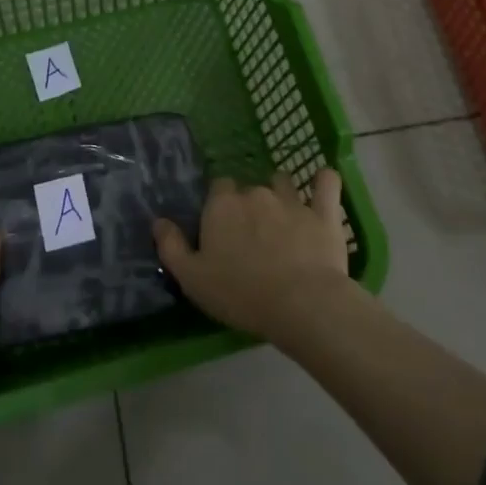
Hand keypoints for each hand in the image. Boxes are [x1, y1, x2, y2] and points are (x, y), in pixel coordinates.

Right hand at [153, 169, 352, 341]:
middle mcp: (255, 194)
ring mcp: (292, 200)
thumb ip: (171, 247)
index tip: (223, 230)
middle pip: (249, 188)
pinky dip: (324, 181)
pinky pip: (326, 183)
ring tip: (283, 218)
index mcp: (222, 206)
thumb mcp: (192, 279)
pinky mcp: (324, 212)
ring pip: (283, 182)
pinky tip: (322, 184)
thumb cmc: (241, 294)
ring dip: (281, 194)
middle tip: (252, 236)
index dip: (220, 206)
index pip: (218, 188)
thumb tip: (159, 221)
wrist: (302, 303)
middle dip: (249, 205)